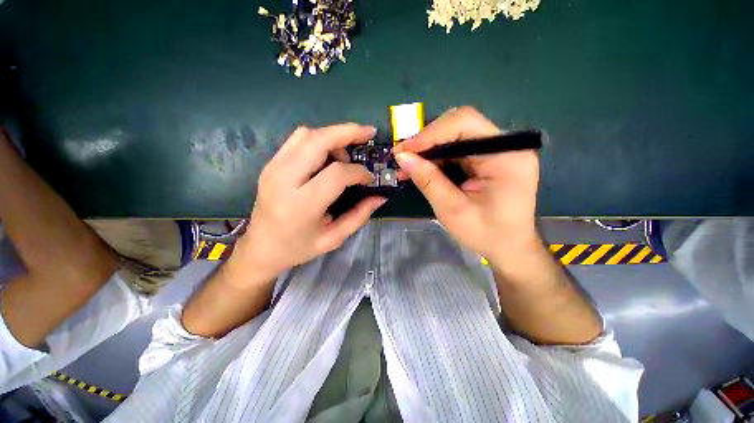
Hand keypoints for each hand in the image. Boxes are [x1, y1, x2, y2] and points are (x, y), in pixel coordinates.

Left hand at [233, 124, 386, 280]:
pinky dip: (318, 140)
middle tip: (368, 133)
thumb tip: (380, 196)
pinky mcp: (270, 164)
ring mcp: (273, 168)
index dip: (358, 172)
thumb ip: (359, 215)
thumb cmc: (298, 247)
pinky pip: (297, 140)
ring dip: (332, 136)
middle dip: (348, 132)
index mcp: (301, 205)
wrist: (260, 248)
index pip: (336, 173)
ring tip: (346, 154)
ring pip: (306, 134)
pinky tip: (328, 155)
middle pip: (318, 141)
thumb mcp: (334, 238)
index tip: (369, 178)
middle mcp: (284, 180)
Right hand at [393, 107, 539, 263]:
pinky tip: (422, 168)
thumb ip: (428, 181)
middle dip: (427, 141)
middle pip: (460, 125)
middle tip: (403, 158)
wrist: (508, 247)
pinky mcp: (489, 158)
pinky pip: (458, 148)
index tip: (404, 151)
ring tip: (408, 166)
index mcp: (506, 155)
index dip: (431, 133)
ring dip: (429, 149)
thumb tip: (402, 157)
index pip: (465, 123)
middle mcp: (506, 145)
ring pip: (455, 135)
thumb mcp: (452, 210)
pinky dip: (437, 157)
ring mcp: (498, 150)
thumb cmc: (485, 234)